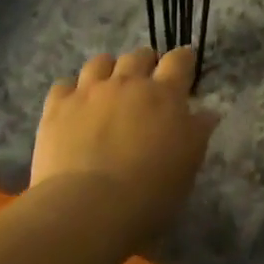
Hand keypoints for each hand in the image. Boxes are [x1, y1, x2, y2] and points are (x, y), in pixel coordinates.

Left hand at [32, 46, 217, 240]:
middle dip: (145, 63)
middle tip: (146, 82)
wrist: (88, 208)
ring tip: (109, 88)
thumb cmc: (150, 191)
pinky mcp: (57, 107)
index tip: (184, 68)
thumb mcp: (189, 164)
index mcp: (164, 95)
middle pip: (138, 56)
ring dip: (108, 70)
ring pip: (100, 62)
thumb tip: (206, 112)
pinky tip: (74, 107)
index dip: (183, 60)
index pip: (178, 60)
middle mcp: (127, 83)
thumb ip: (198, 132)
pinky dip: (72, 91)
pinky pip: (64, 85)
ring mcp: (89, 92)